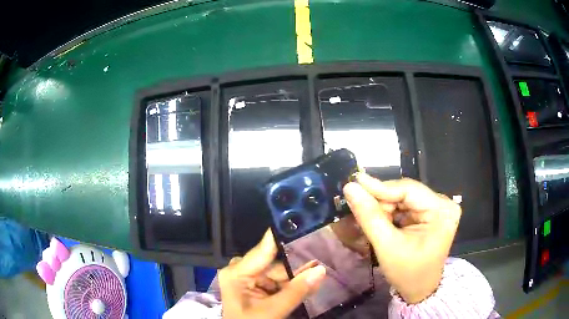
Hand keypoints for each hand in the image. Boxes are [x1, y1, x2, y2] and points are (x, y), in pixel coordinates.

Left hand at [218, 230, 326, 318]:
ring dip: (295, 279)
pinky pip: (275, 281)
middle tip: (322, 262)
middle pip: (274, 264)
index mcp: (237, 272)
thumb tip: (321, 270)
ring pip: (277, 274)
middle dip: (297, 268)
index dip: (285, 236)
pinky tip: (306, 285)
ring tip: (318, 275)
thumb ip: (297, 291)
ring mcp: (246, 278)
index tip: (305, 220)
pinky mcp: (253, 286)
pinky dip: (289, 286)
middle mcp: (240, 270)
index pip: (265, 248)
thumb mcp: (273, 311)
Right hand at [343, 173, 460, 303]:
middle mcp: (443, 204)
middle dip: (381, 201)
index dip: (380, 187)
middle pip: (405, 192)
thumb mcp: (387, 246)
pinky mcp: (430, 213)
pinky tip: (380, 221)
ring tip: (368, 218)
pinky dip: (390, 213)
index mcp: (442, 211)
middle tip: (358, 206)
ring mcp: (437, 208)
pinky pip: (405, 206)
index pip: (408, 189)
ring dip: (384, 207)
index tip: (353, 183)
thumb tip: (350, 188)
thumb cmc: (407, 273)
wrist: (419, 290)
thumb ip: (369, 216)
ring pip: (403, 198)